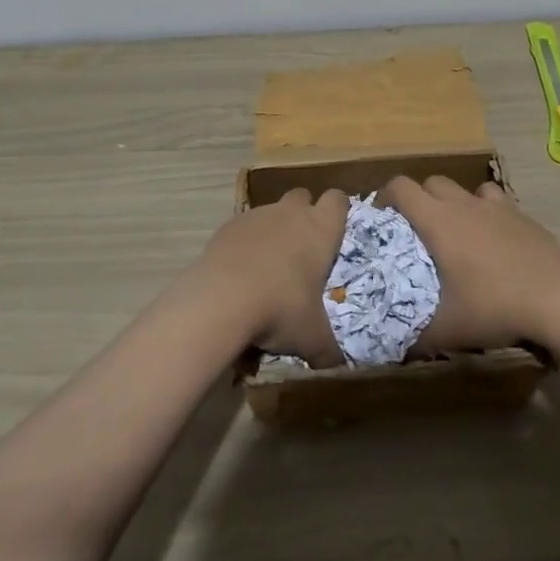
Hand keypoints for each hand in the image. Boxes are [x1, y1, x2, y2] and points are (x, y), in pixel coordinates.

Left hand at [194, 187, 349, 366]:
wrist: (221, 300)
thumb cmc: (280, 309)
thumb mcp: (311, 337)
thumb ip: (326, 349)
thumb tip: (334, 364)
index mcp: (320, 229)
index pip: (338, 199)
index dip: (338, 211)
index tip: (335, 231)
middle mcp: (291, 213)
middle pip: (302, 196)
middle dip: (304, 214)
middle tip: (301, 248)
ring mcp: (257, 216)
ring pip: (271, 211)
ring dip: (273, 230)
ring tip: (267, 267)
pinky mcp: (228, 226)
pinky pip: (243, 227)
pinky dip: (245, 243)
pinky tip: (240, 272)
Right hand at [381, 176, 559, 353]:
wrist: (557, 297)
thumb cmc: (494, 306)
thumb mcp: (448, 329)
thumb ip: (417, 337)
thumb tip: (394, 348)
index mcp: (438, 221)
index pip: (401, 187)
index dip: (386, 196)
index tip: (383, 218)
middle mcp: (464, 204)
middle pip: (432, 182)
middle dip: (420, 198)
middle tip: (418, 230)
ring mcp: (496, 206)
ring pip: (466, 188)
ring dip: (456, 201)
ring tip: (458, 231)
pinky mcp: (522, 215)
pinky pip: (496, 201)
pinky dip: (488, 212)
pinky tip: (494, 238)